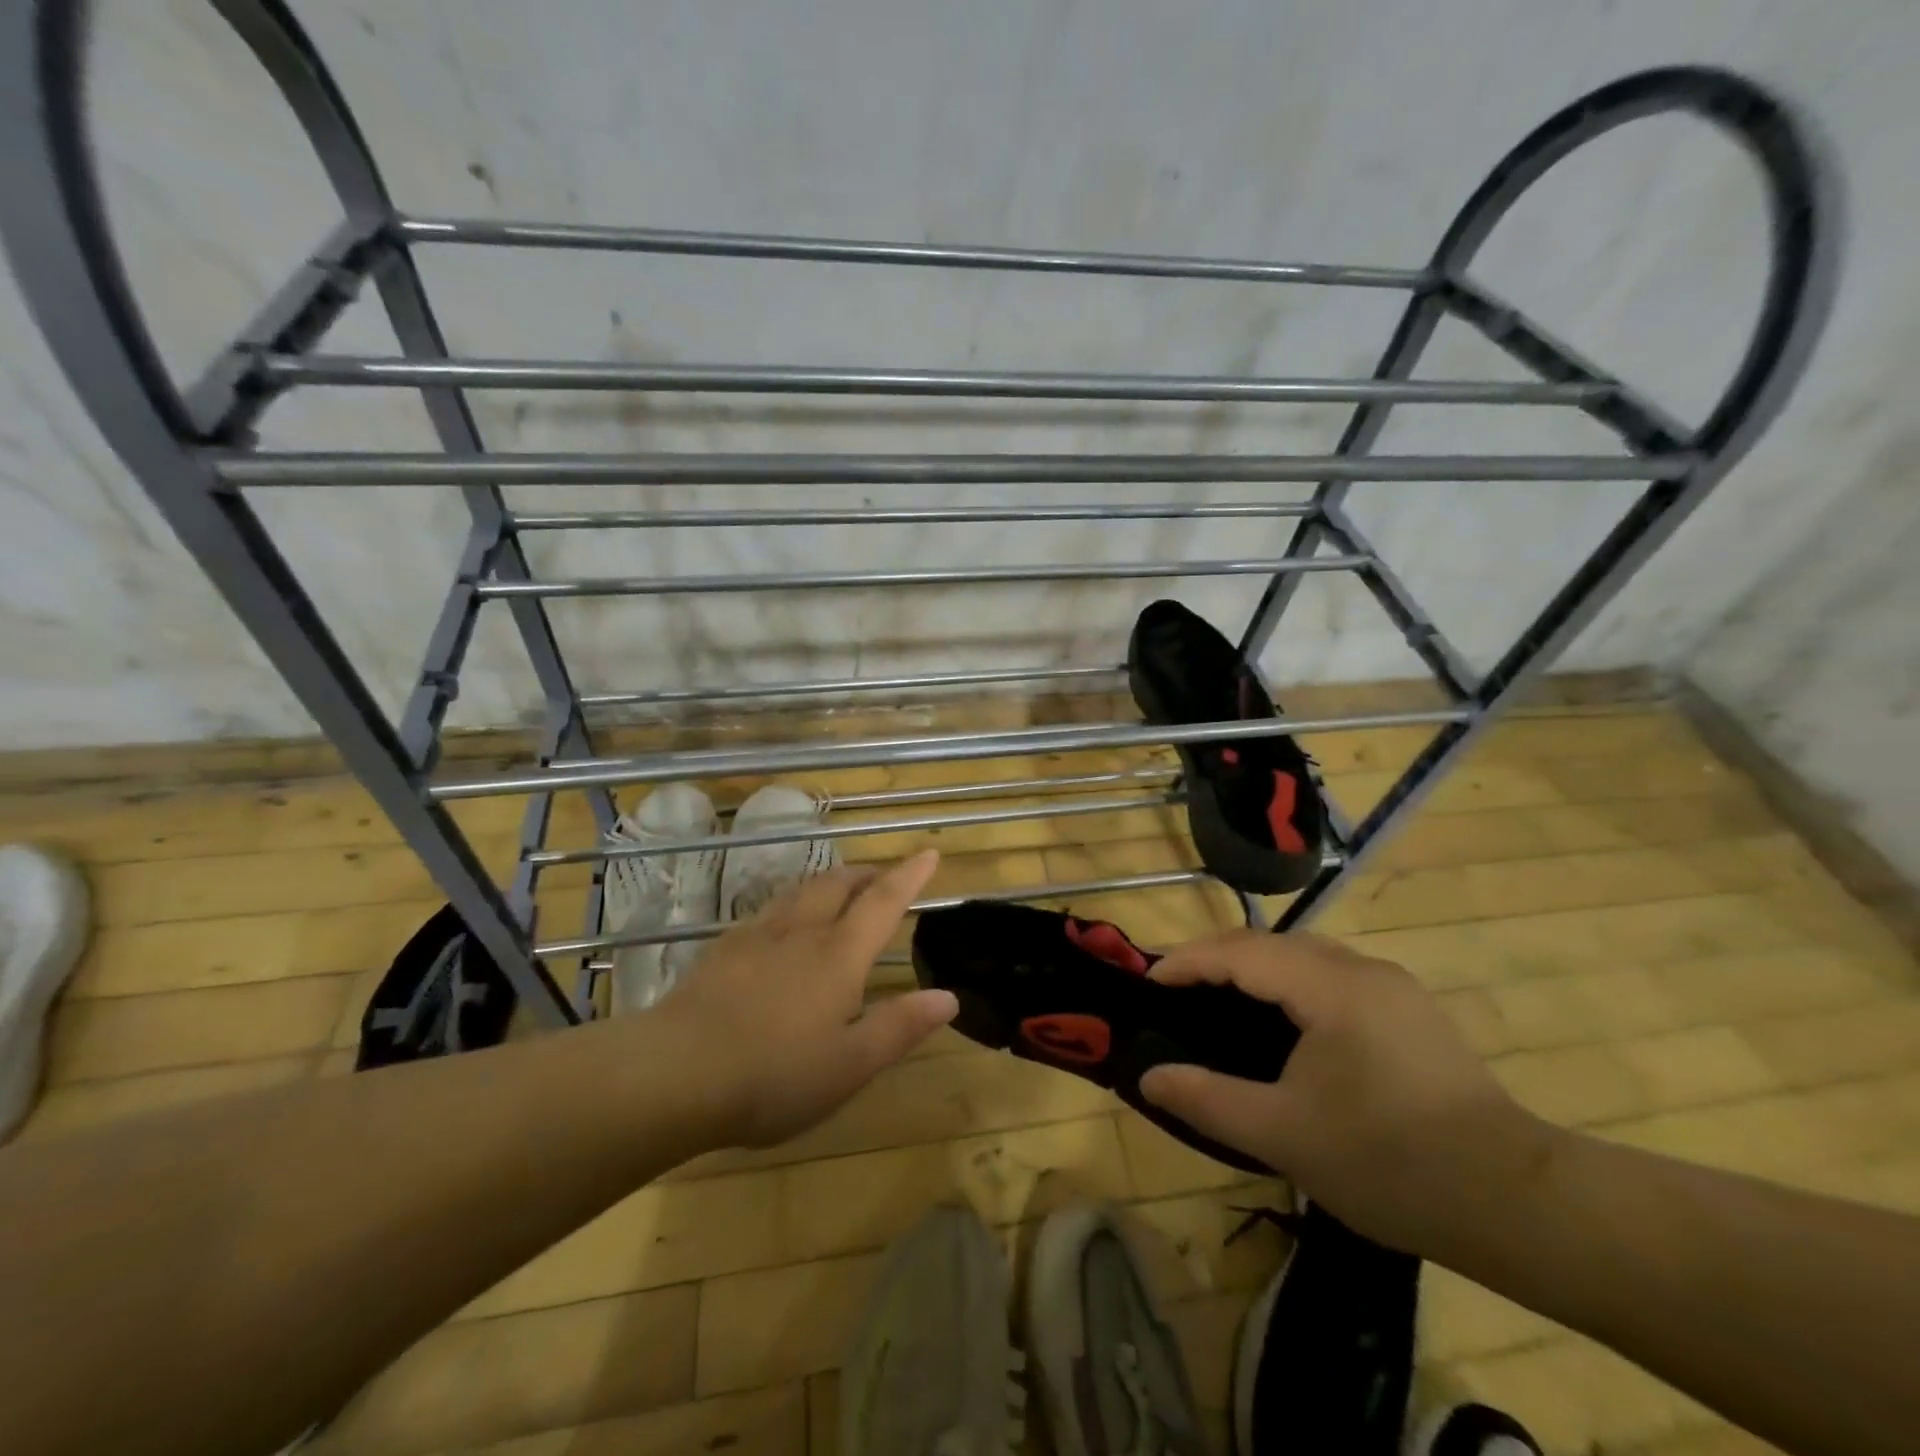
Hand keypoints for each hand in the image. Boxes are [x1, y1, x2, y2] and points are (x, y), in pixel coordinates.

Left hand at [657, 850, 956, 1148]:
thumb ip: (900, 1026)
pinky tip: (782, 924)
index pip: (884, 902)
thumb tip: (948, 996)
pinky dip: (792, 903)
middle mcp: (802, 931)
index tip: (929, 853)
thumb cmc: (773, 1074)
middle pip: (839, 884)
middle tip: (882, 876)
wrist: (674, 1072)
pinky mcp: (724, 949)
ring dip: (829, 882)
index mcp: (839, 955)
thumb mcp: (850, 1064)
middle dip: (867, 874)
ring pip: (802, 891)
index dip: (909, 876)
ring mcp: (758, 935)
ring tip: (839, 889)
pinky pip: (769, 910)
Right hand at [1138, 930, 1555, 1254]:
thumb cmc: (1390, 1162)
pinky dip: (1290, 983)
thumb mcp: (1285, 1135)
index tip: (1147, 983)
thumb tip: (1149, 1077)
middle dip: (1216, 958)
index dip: (1187, 961)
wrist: (1518, 1204)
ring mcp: (1392, 988)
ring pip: (1305, 956)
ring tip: (1219, 999)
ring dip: (1255, 968)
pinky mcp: (1411, 1012)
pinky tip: (1283, 1021)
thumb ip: (1208, 1099)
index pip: (1240, 952)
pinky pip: (1332, 976)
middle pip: (1271, 943)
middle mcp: (1362, 969)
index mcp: (1330, 986)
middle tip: (1177, 990)